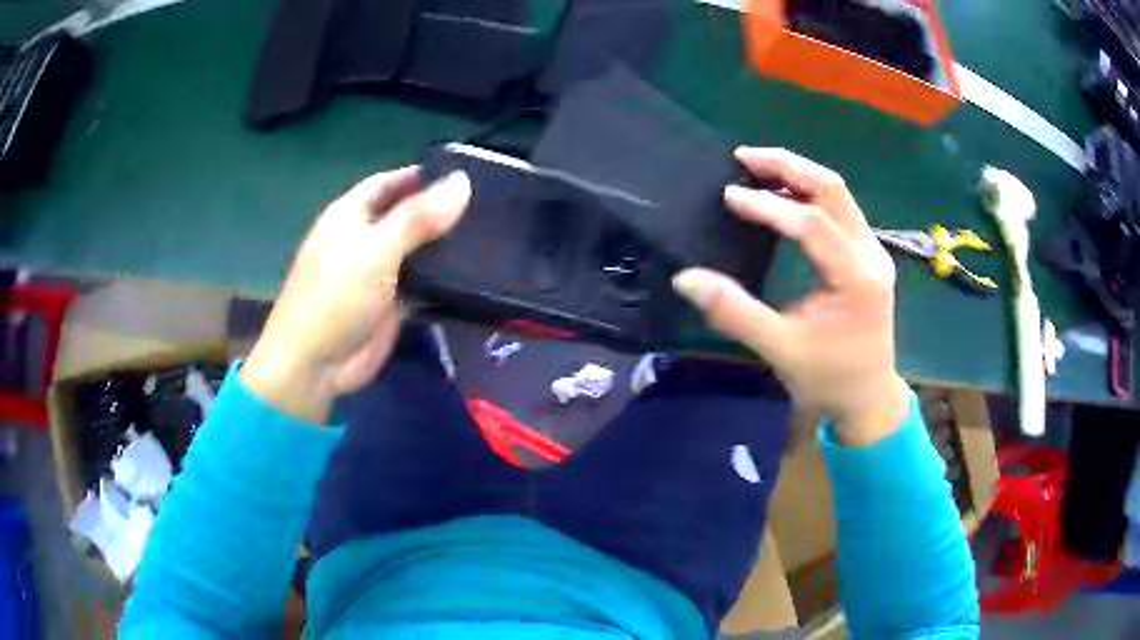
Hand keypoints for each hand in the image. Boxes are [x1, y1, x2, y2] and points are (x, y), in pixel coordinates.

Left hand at [242, 167, 470, 422]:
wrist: (316, 366)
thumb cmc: (336, 297)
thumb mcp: (375, 250)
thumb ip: (418, 217)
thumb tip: (462, 182)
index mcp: (350, 215)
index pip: (389, 182)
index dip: (421, 175)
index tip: (465, 173)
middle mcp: (364, 239)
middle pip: (406, 215)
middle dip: (440, 210)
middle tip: (490, 203)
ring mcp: (378, 273)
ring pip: (417, 250)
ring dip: (445, 245)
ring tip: (492, 234)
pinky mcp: (392, 303)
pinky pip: (422, 283)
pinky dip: (444, 279)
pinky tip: (476, 273)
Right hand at [673, 148, 908, 445]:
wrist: (868, 397)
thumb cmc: (829, 379)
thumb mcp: (781, 350)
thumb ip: (735, 313)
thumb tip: (686, 278)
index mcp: (856, 279)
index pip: (813, 224)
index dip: (769, 206)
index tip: (730, 197)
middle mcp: (871, 254)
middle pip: (833, 189)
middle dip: (788, 166)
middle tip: (744, 156)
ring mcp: (873, 251)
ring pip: (838, 194)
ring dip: (798, 174)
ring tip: (756, 166)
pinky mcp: (867, 254)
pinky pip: (839, 209)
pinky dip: (808, 193)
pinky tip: (781, 194)